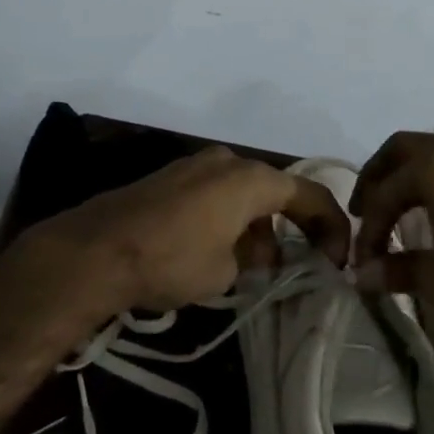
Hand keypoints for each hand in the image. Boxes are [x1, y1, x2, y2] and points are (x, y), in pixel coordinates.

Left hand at [11, 147, 350, 317]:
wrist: (96, 250)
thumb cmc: (171, 259)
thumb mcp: (226, 271)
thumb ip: (254, 258)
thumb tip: (258, 254)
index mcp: (251, 178)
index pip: (309, 194)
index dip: (331, 227)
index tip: (337, 260)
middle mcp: (227, 161)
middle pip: (275, 191)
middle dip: (291, 228)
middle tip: (297, 267)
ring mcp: (195, 165)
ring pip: (244, 194)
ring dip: (257, 227)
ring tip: (255, 270)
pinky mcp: (170, 178)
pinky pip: (215, 195)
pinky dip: (229, 219)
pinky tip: (219, 252)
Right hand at [350, 131, 433, 331]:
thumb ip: (395, 272)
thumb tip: (360, 276)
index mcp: (431, 168)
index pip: (382, 194)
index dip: (367, 229)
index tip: (362, 262)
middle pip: (403, 148)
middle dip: (378, 175)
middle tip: (367, 205)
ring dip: (418, 171)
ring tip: (410, 201)